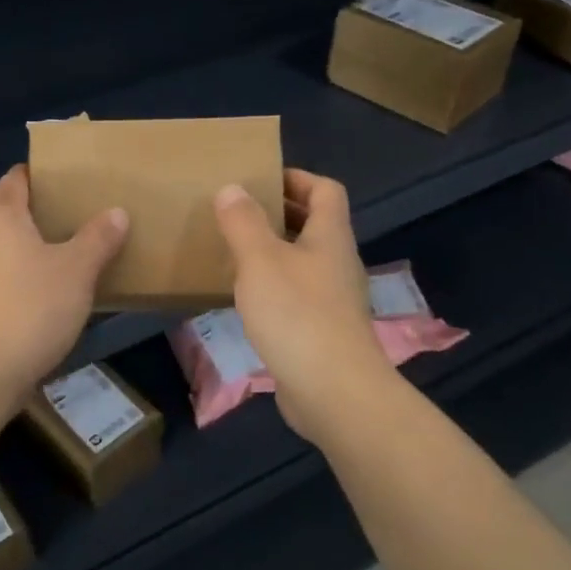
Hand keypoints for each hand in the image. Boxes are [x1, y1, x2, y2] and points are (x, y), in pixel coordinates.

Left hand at [0, 165, 128, 402]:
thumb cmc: (35, 306)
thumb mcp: (79, 270)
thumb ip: (98, 239)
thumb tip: (117, 212)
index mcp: (3, 221)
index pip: (9, 184)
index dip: (24, 175)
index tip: (42, 174)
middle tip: (26, 218)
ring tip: (24, 254)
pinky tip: (23, 291)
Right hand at [214, 168, 395, 443]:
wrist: (334, 391)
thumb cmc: (297, 315)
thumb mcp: (260, 260)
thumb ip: (243, 222)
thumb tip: (232, 188)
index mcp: (330, 236)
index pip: (325, 190)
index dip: (296, 178)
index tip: (260, 180)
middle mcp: (338, 262)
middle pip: (315, 224)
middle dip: (279, 214)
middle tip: (237, 214)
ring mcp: (334, 299)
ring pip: (304, 261)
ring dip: (273, 252)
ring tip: (234, 252)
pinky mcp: (323, 331)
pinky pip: (298, 294)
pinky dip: (273, 287)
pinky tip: (246, 299)